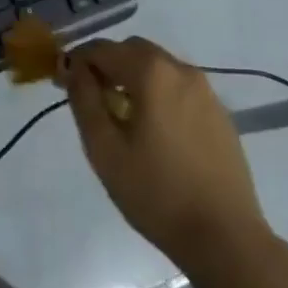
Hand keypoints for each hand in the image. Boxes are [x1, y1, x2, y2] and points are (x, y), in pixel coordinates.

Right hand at [63, 37, 267, 269]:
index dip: (77, 61)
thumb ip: (84, 101)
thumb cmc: (157, 194)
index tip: (62, 82)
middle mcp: (180, 69)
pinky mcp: (219, 113)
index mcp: (151, 72)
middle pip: (133, 50)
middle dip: (108, 65)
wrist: (225, 238)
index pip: (102, 49)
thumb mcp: (105, 150)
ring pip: (158, 67)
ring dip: (134, 78)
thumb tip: (73, 68)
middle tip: (92, 99)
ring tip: (122, 117)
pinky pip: (179, 87)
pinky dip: (159, 93)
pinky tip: (156, 131)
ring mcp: (205, 90)